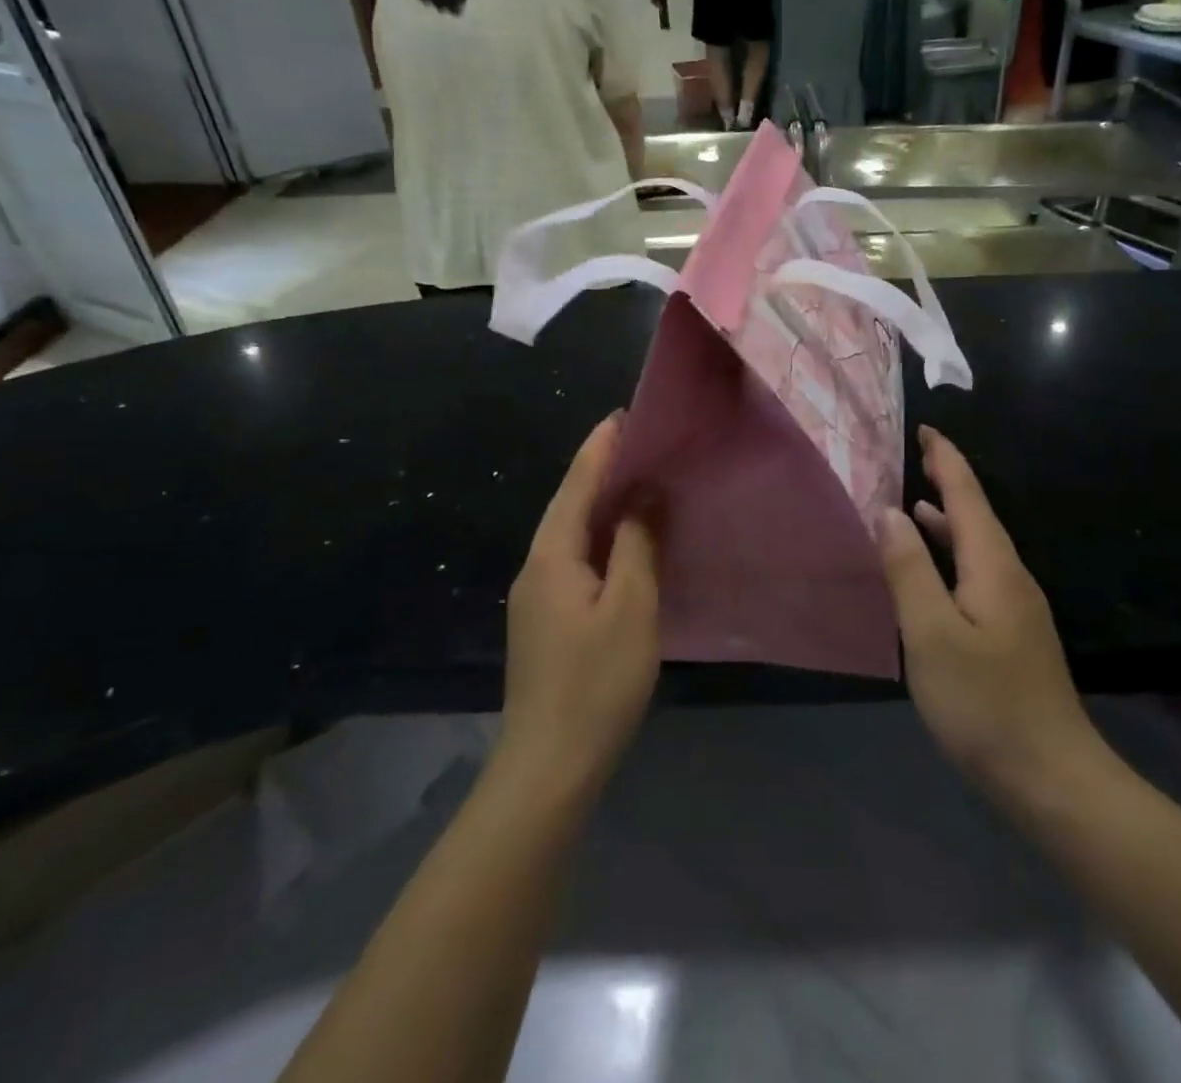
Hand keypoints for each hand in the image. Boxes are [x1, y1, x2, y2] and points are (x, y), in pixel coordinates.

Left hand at [500, 414, 660, 793]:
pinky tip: (624, 542)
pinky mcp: (546, 620)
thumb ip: (638, 544)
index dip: (601, 447)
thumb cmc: (596, 683)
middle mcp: (536, 566)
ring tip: (639, 481)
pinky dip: (600, 538)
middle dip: (601, 469)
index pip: (578, 484)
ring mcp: (536, 595)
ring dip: (602, 504)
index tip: (625, 414)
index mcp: (552, 555)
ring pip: (571, 533)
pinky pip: (574, 559)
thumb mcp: (631, 608)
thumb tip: (645, 494)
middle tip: (640, 442)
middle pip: (570, 504)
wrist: (549, 766)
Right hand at [881, 427, 1108, 807]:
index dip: (946, 460)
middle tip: (915, 457)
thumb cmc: (985, 703)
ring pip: (977, 547)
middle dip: (947, 482)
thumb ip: (909, 569)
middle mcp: (1010, 576)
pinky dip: (951, 556)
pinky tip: (933, 573)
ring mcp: (1016, 608)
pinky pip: (977, 574)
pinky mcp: (1013, 634)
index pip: (967, 496)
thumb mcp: (931, 634)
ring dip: (947, 521)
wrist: (1052, 779)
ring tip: (914, 504)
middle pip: (976, 515)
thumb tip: (890, 512)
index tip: (926, 430)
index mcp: (993, 566)